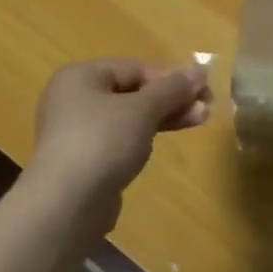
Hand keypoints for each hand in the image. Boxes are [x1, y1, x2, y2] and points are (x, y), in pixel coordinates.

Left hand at [27, 59, 212, 214]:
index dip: (171, 78)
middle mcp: (73, 98)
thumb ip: (172, 89)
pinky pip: (118, 139)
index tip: (202, 92)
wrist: (66, 203)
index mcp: (80, 76)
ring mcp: (75, 131)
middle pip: (132, 91)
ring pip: (128, 117)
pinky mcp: (82, 159)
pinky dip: (142, 138)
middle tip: (206, 109)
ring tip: (198, 122)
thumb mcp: (143, 110)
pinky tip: (160, 144)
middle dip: (171, 99)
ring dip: (163, 118)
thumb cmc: (103, 142)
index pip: (135, 68)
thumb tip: (200, 70)